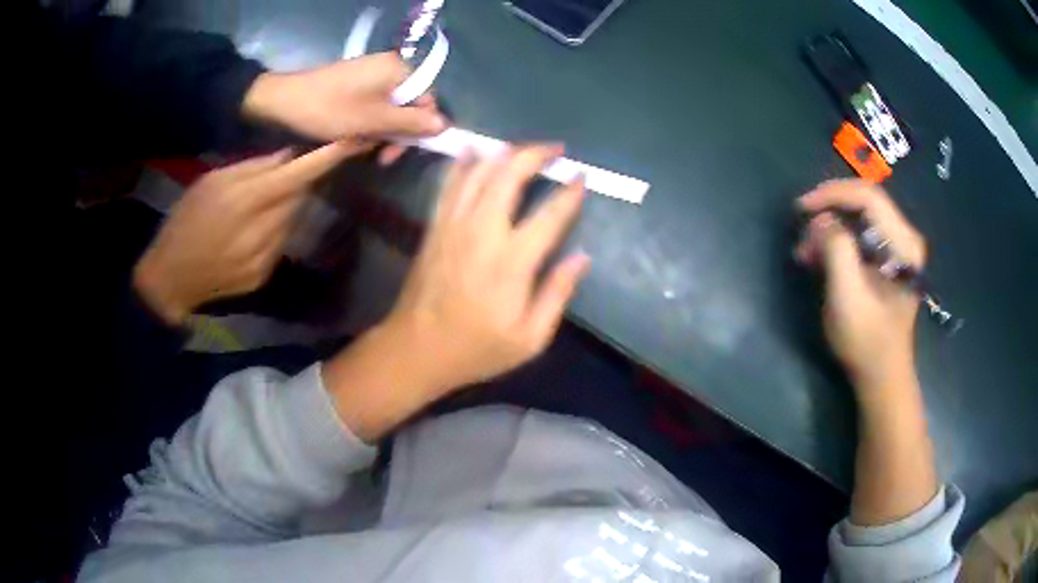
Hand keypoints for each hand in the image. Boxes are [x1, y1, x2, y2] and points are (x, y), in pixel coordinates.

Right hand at [133, 142, 359, 324]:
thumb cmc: (184, 221)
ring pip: (292, 220)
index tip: (355, 141)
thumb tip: (288, 155)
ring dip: (288, 204)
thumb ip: (251, 168)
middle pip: (299, 197)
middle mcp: (261, 231)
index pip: (297, 175)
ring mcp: (264, 258)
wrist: (171, 279)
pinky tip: (255, 228)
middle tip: (298, 166)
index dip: (328, 158)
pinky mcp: (263, 276)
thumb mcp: (210, 182)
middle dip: (303, 179)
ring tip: (264, 200)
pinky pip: (281, 243)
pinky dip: (277, 228)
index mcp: (245, 201)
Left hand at [243, 52, 445, 150]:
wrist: (283, 100)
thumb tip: (445, 126)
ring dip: (382, 131)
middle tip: (380, 157)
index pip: (427, 100)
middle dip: (398, 133)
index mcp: (398, 70)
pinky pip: (374, 103)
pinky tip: (355, 136)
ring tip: (362, 147)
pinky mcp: (355, 82)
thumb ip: (411, 123)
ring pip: (391, 107)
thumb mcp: (373, 121)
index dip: (420, 128)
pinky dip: (369, 122)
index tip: (398, 152)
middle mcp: (389, 67)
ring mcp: (371, 73)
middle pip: (409, 104)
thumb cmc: (330, 110)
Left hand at [322, 145, 588, 439]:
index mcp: (512, 262)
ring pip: (478, 171)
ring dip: (504, 153)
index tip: (581, 177)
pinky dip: (463, 163)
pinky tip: (473, 151)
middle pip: (509, 175)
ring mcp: (453, 225)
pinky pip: (449, 184)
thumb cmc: (477, 349)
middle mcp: (482, 232)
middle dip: (535, 154)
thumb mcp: (529, 339)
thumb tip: (581, 257)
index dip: (569, 192)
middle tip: (556, 149)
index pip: (549, 214)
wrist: (416, 349)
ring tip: (523, 148)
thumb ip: (557, 294)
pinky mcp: (434, 227)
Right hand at [795, 180, 925, 395]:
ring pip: (857, 216)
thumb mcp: (847, 297)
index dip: (832, 194)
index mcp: (903, 243)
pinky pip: (858, 232)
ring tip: (806, 253)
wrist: (880, 374)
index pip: (867, 196)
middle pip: (862, 201)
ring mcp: (896, 246)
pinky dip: (835, 240)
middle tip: (803, 236)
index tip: (802, 208)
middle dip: (828, 213)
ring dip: (828, 229)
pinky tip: (819, 258)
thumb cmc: (866, 340)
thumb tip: (821, 220)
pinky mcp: (887, 257)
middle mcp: (904, 236)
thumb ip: (837, 250)